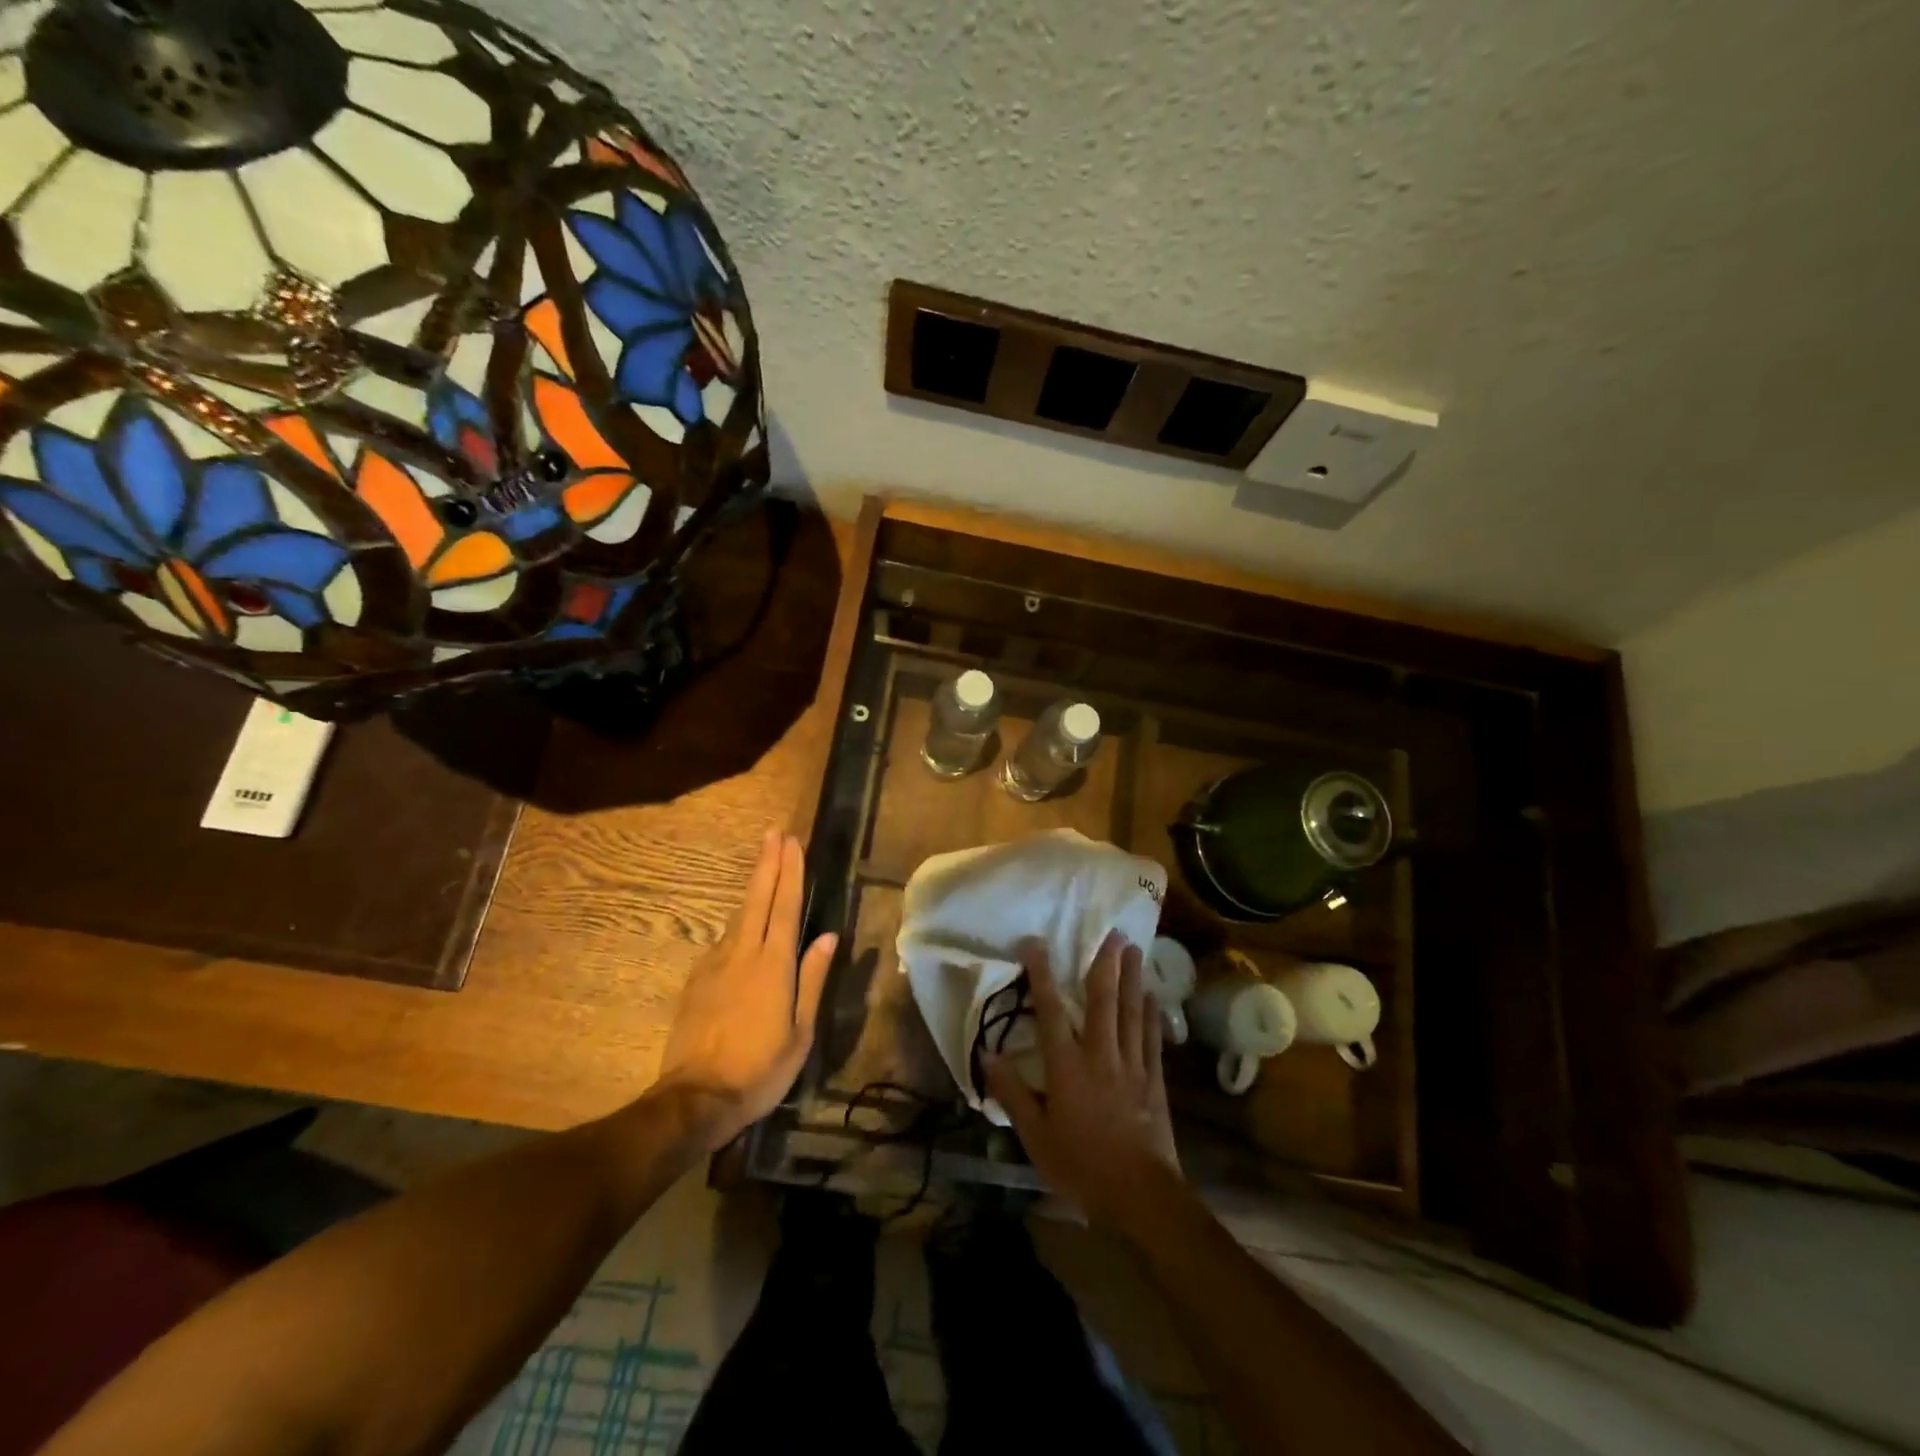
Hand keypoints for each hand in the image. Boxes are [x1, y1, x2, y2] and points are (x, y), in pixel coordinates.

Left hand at [656, 829, 836, 1150]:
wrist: (695, 1099)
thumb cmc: (760, 1069)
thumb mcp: (800, 1032)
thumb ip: (813, 979)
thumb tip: (827, 936)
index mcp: (774, 965)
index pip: (785, 906)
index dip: (790, 871)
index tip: (792, 842)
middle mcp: (743, 954)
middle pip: (757, 899)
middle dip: (767, 864)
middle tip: (774, 833)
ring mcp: (715, 964)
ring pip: (738, 917)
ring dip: (753, 888)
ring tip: (764, 868)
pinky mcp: (696, 980)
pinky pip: (722, 942)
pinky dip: (737, 924)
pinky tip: (742, 927)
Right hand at [985, 931, 1182, 1233]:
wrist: (1139, 1196)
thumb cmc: (1080, 1165)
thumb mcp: (1034, 1135)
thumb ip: (1012, 1092)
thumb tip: (988, 1054)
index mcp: (1067, 1067)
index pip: (1051, 1012)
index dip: (1042, 976)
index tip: (1037, 943)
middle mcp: (1101, 1055)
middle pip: (1103, 1001)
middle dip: (1104, 964)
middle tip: (1111, 931)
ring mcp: (1132, 1066)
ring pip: (1131, 1012)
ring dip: (1132, 978)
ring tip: (1134, 949)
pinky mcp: (1154, 1080)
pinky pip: (1152, 1039)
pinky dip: (1152, 1014)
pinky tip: (1152, 996)